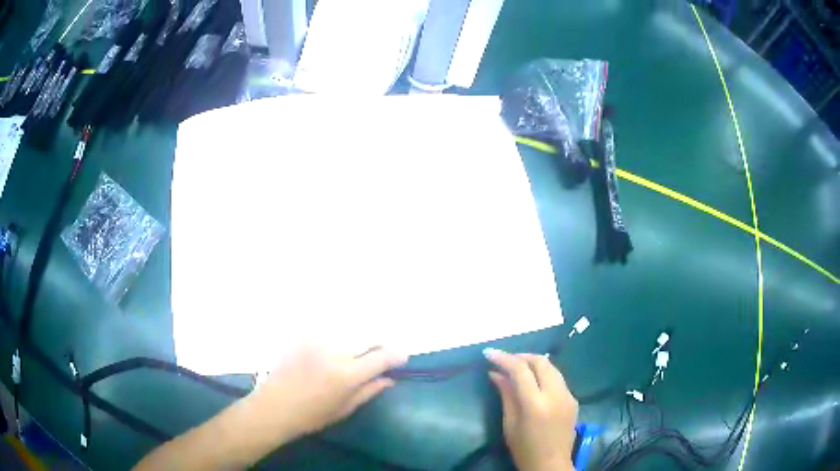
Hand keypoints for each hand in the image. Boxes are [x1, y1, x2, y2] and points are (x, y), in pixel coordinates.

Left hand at [247, 345, 406, 440]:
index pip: (381, 356)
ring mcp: (317, 341)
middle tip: (383, 354)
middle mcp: (335, 351)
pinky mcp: (304, 337)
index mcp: (347, 374)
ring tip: (359, 352)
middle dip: (381, 344)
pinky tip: (335, 350)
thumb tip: (389, 379)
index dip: (396, 356)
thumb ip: (369, 391)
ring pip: (350, 332)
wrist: (274, 406)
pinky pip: (329, 333)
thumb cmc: (311, 415)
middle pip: (368, 337)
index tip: (402, 359)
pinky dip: (339, 339)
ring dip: (360, 341)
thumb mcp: (344, 409)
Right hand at [485, 349, 577, 470]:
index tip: (489, 353)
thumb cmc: (524, 449)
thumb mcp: (509, 424)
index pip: (521, 370)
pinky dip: (544, 374)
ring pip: (552, 367)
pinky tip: (533, 381)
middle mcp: (556, 394)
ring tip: (517, 366)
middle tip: (504, 359)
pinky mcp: (573, 399)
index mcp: (536, 404)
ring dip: (534, 362)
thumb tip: (495, 373)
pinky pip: (558, 379)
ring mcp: (568, 395)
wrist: (551, 465)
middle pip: (541, 362)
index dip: (504, 358)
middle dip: (521, 356)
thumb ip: (506, 395)